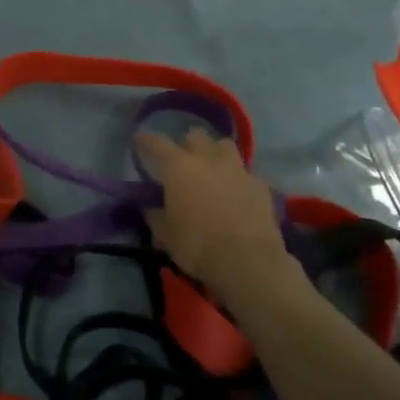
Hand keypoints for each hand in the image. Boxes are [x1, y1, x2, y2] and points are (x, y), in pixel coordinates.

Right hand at [134, 129, 295, 297]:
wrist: (249, 262)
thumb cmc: (198, 246)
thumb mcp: (165, 235)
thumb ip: (155, 215)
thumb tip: (150, 207)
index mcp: (179, 167)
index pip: (156, 143)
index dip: (145, 140)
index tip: (140, 141)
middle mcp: (208, 159)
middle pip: (195, 136)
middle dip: (187, 144)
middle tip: (182, 161)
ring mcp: (237, 169)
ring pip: (225, 145)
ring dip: (215, 152)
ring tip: (212, 168)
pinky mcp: (260, 185)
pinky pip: (246, 172)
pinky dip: (238, 178)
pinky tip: (236, 193)